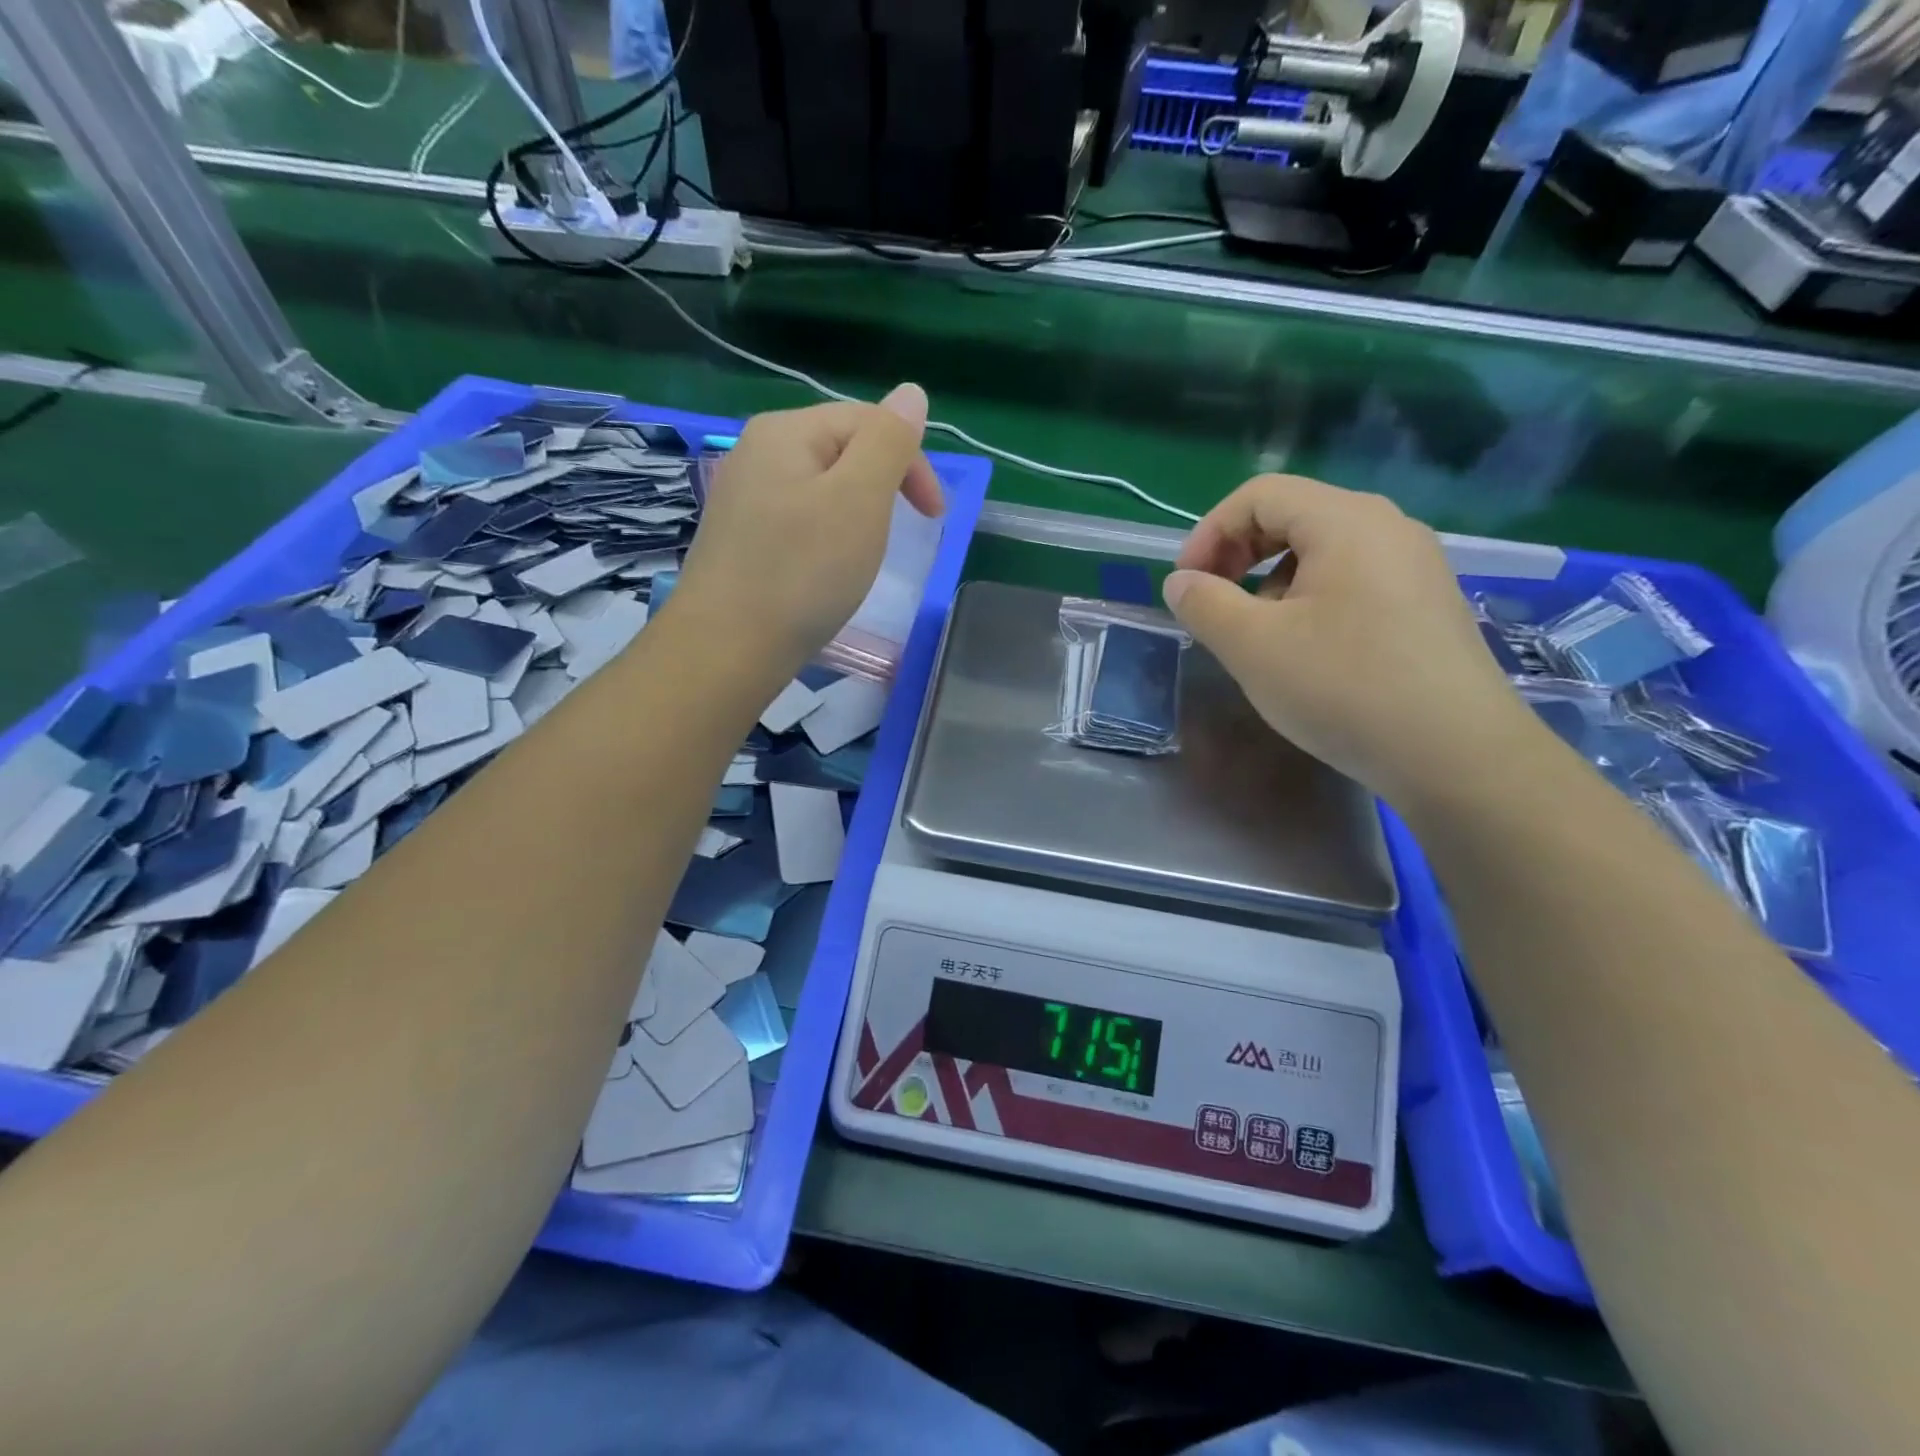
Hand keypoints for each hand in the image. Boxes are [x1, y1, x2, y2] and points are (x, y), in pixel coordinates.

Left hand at [672, 385, 943, 677]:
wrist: (727, 648)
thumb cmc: (803, 572)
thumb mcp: (859, 499)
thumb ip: (889, 440)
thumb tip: (911, 392)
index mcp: (787, 430)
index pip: (868, 421)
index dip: (912, 463)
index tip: (935, 518)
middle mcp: (757, 451)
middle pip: (842, 450)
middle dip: (883, 486)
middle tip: (901, 535)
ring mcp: (743, 496)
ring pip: (821, 488)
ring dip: (856, 513)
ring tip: (864, 555)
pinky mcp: (739, 537)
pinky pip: (798, 519)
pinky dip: (826, 537)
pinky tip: (825, 569)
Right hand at [1164, 474, 1542, 806]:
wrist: (1455, 754)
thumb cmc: (1343, 687)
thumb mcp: (1253, 646)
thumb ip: (1204, 604)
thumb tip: (1180, 582)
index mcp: (1345, 520)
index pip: (1259, 495)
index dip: (1209, 533)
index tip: (1186, 585)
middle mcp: (1387, 527)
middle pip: (1293, 515)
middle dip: (1238, 555)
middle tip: (1213, 604)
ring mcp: (1415, 565)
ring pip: (1322, 550)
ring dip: (1270, 580)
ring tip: (1257, 633)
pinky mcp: (1427, 603)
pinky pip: (1353, 579)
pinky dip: (1310, 599)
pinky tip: (1306, 650)